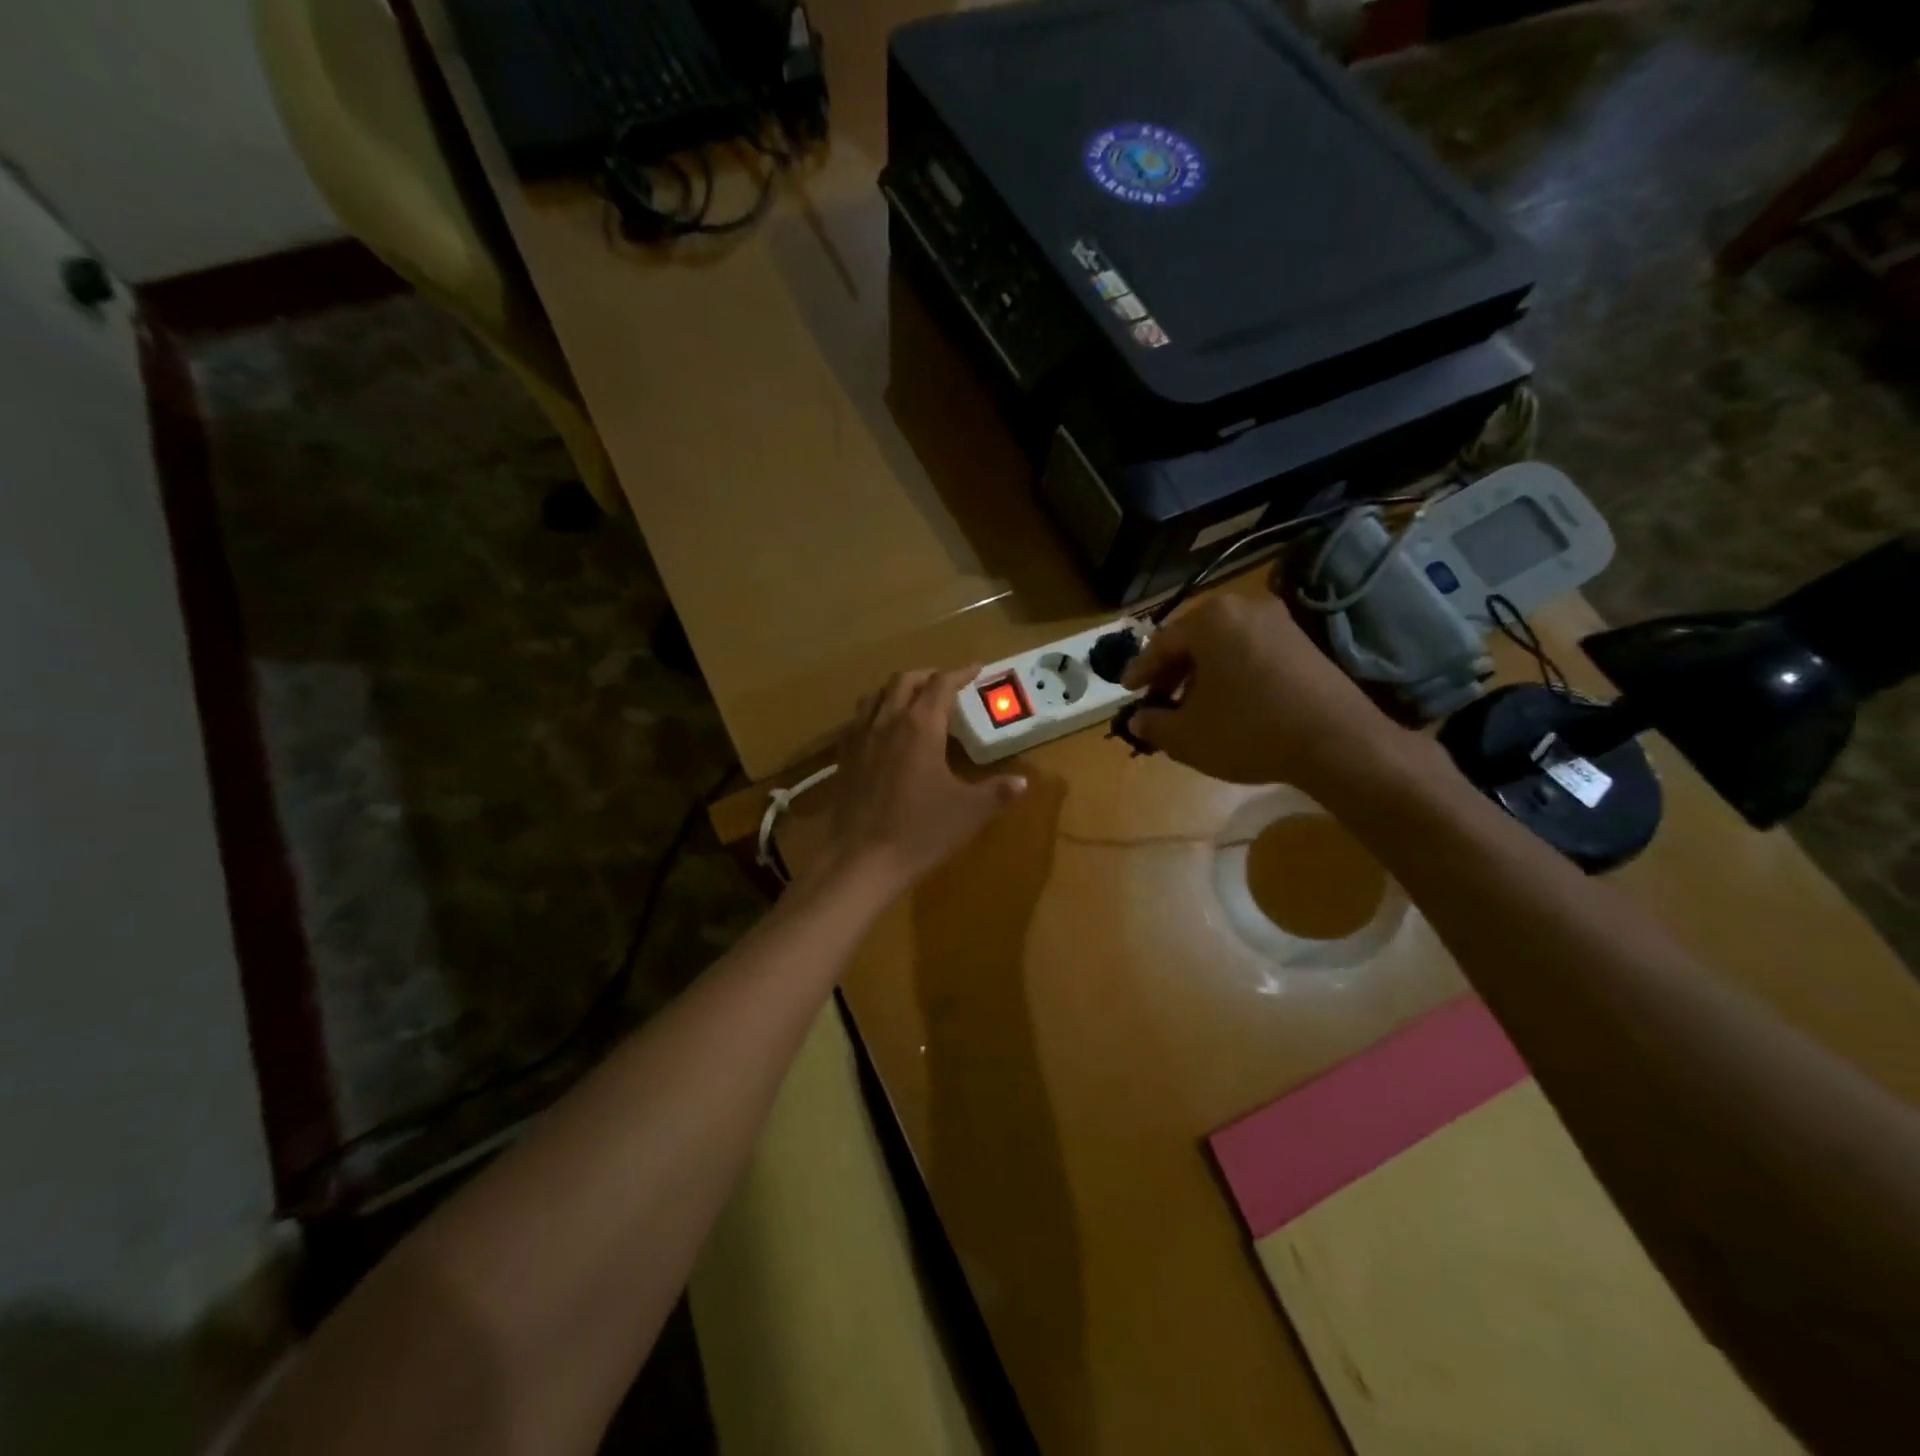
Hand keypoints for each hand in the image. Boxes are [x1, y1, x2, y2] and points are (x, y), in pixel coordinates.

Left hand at [821, 667, 1027, 894]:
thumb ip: (997, 792)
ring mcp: (860, 738)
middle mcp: (887, 721)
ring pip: (875, 696)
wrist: (862, 860)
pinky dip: (873, 713)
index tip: (976, 668)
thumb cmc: (921, 831)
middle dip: (928, 676)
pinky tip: (881, 732)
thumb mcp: (969, 812)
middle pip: (904, 681)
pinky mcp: (844, 758)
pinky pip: (857, 721)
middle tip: (946, 684)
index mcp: (921, 726)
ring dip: (896, 690)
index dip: (960, 673)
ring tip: (911, 701)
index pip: (941, 684)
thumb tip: (1022, 782)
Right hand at [1121, 593, 1420, 790]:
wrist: (1337, 742)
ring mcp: (1280, 623)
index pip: (1161, 643)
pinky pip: (1252, 652)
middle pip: (1194, 640)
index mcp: (1211, 620)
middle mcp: (1245, 608)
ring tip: (1191, 706)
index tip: (1127, 692)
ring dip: (1202, 674)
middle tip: (1157, 699)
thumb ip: (1153, 724)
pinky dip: (1232, 674)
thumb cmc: (1248, 731)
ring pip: (1224, 646)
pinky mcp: (1305, 643)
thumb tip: (1137, 720)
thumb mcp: (1186, 736)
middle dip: (1172, 671)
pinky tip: (1228, 704)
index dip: (1140, 671)